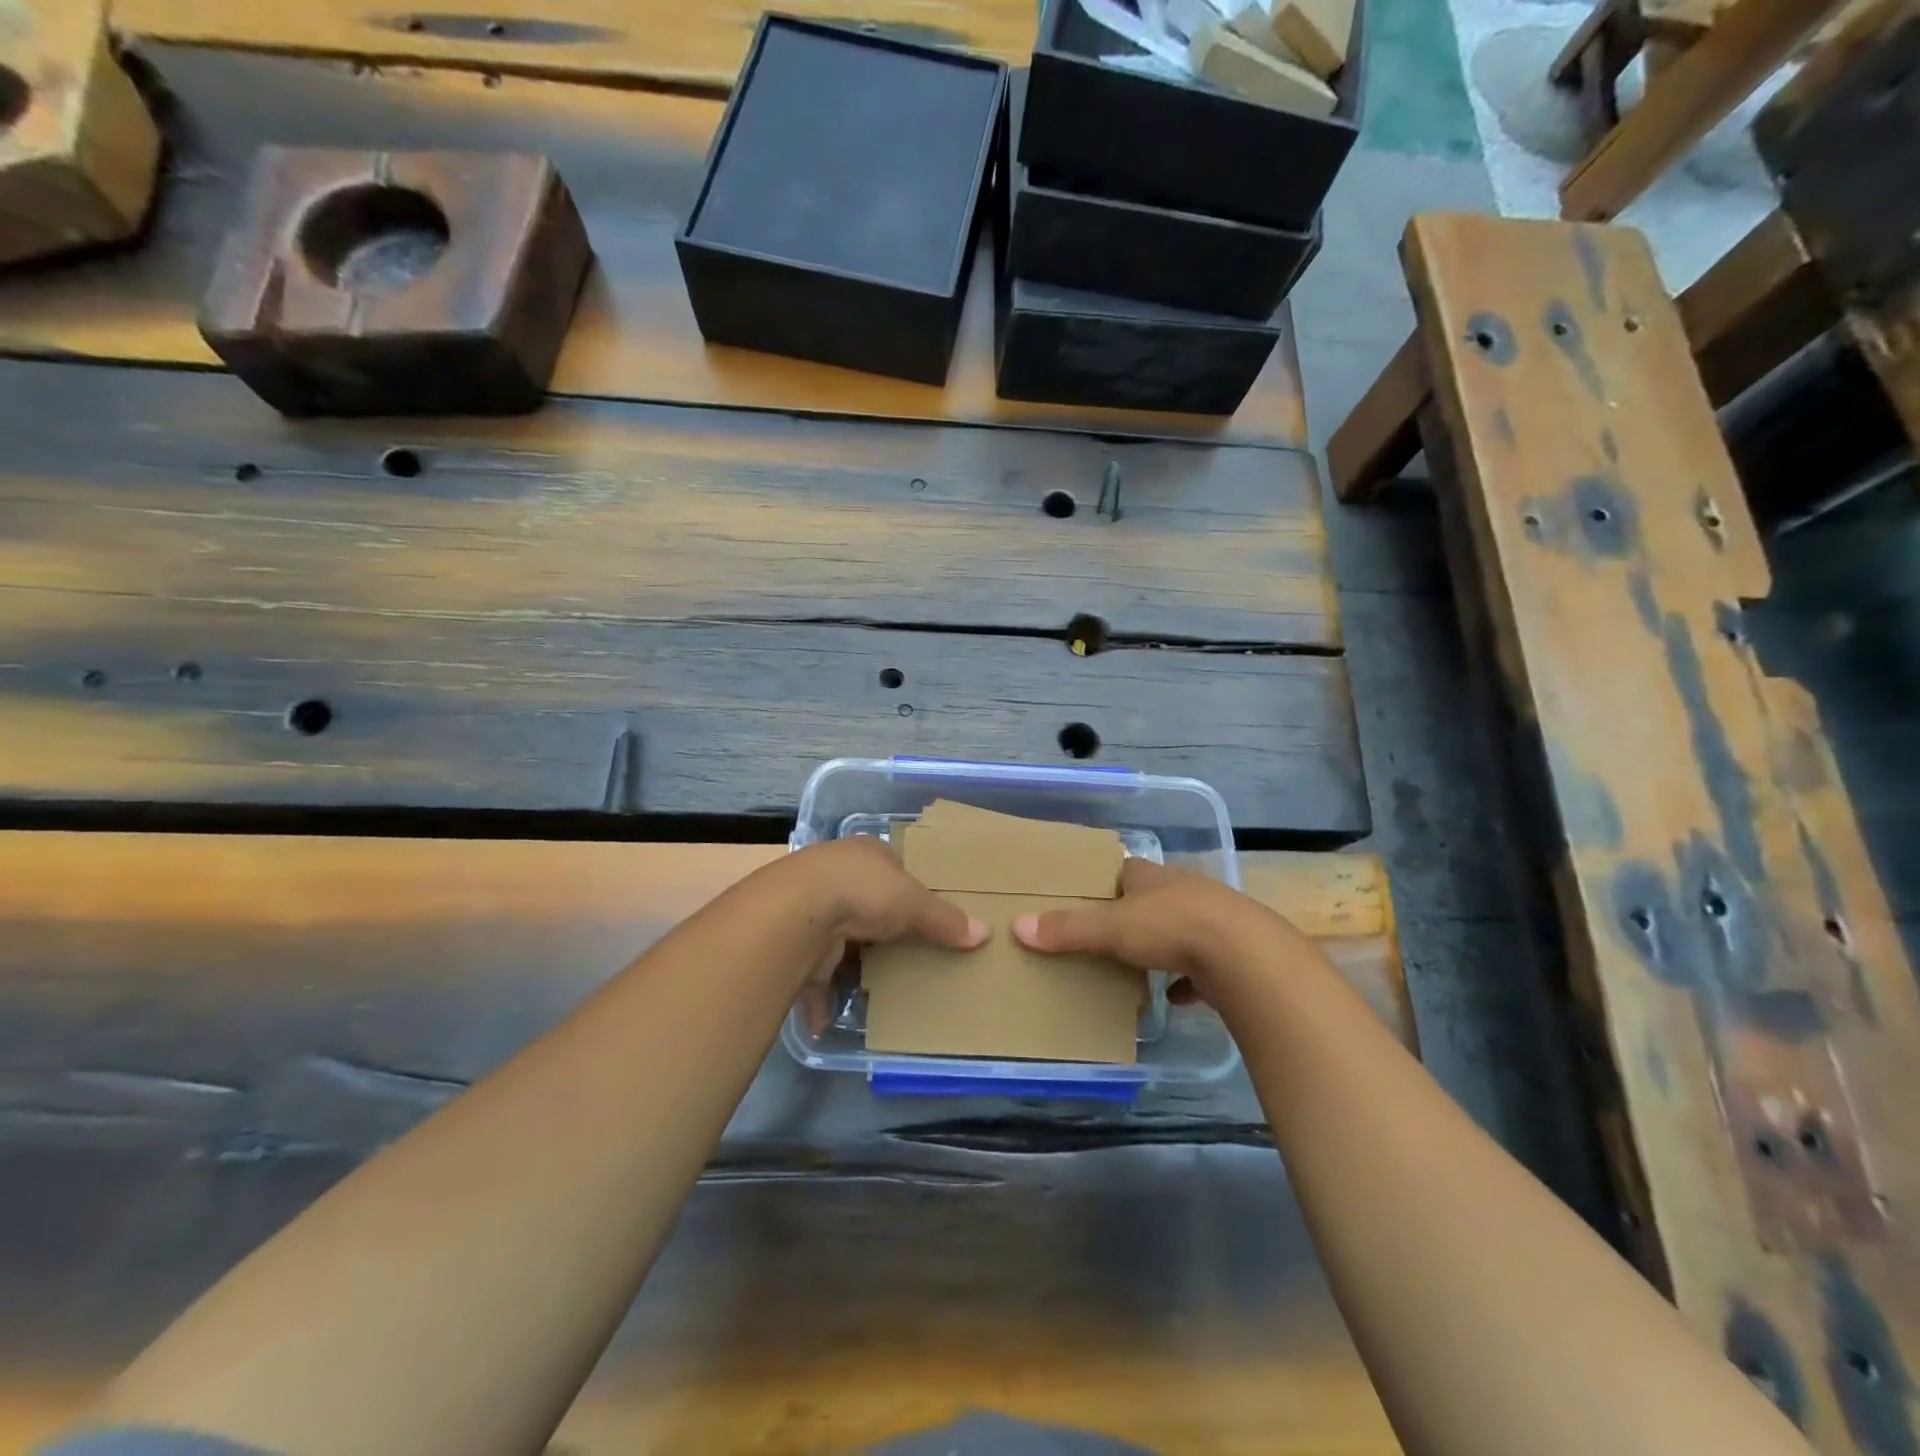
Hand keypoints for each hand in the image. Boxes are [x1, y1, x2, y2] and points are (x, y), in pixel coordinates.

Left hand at [780, 837, 988, 1030]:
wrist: (796, 912)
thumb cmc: (863, 892)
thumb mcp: (914, 903)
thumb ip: (945, 920)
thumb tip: (984, 934)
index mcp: (866, 854)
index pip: (890, 866)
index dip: (907, 886)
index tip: (921, 911)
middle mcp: (834, 875)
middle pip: (863, 903)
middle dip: (878, 929)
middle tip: (904, 953)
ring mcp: (810, 909)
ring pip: (835, 938)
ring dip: (847, 964)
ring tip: (873, 988)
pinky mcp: (792, 945)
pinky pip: (811, 975)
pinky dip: (819, 998)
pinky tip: (828, 1019)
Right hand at [1011, 858, 1279, 992]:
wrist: (1245, 955)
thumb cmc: (1171, 927)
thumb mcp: (1111, 928)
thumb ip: (1068, 929)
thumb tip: (1017, 925)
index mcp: (1153, 878)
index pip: (1125, 870)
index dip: (1106, 882)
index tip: (1087, 897)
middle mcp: (1183, 891)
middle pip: (1152, 898)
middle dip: (1133, 914)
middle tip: (1106, 935)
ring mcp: (1211, 921)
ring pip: (1180, 929)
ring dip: (1162, 945)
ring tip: (1136, 965)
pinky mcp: (1231, 953)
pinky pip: (1202, 966)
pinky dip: (1187, 979)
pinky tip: (1174, 997)